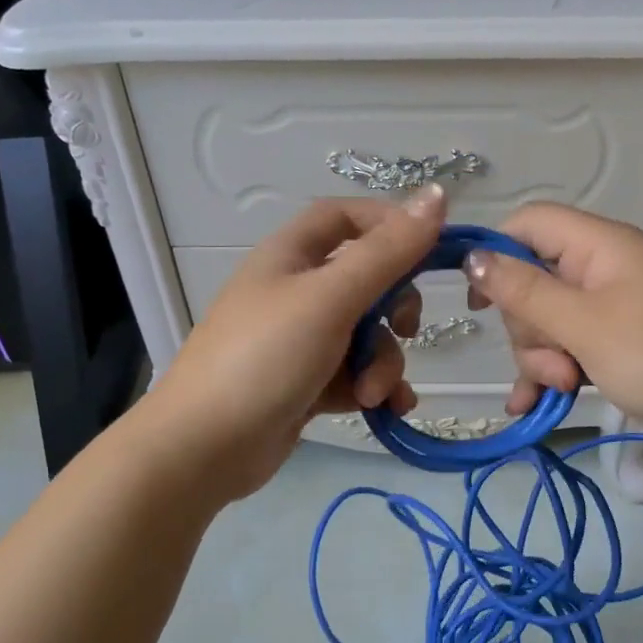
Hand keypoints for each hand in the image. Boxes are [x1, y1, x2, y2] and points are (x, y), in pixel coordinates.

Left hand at [145, 186, 444, 498]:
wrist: (204, 447)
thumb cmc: (265, 357)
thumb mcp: (330, 299)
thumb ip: (387, 252)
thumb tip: (438, 194)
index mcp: (291, 255)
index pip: (347, 217)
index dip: (389, 225)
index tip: (430, 250)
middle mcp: (296, 291)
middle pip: (367, 280)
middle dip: (394, 309)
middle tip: (405, 329)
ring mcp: (300, 340)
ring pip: (366, 335)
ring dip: (382, 363)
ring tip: (370, 393)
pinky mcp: (306, 383)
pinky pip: (356, 374)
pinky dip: (375, 388)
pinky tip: (387, 410)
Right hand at [463, 202, 642, 462]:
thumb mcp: (586, 325)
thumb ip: (525, 292)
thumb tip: (473, 256)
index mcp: (601, 246)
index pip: (530, 223)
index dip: (495, 253)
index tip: (474, 300)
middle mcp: (606, 269)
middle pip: (534, 280)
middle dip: (529, 327)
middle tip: (554, 362)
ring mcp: (617, 309)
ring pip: (550, 322)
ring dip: (543, 357)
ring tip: (565, 388)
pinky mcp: (625, 345)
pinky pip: (573, 349)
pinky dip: (554, 373)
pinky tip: (534, 405)